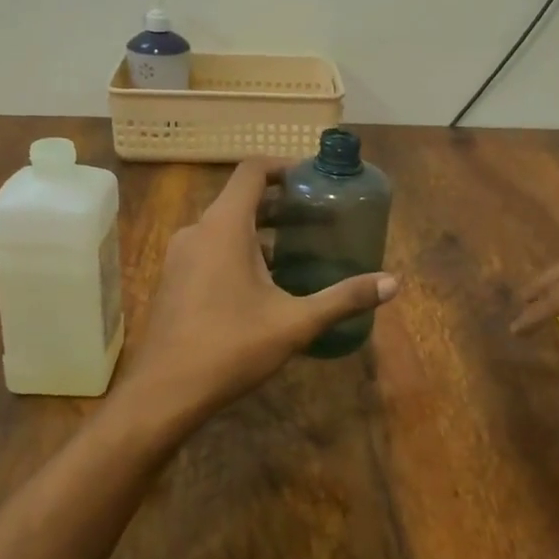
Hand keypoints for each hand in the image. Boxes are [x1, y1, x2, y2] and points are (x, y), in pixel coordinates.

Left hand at [112, 158, 397, 434]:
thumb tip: (393, 283)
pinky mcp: (174, 279)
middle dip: (279, 203)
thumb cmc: (231, 346)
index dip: (283, 167)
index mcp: (223, 226)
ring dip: (259, 230)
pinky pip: (209, 249)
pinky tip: (263, 283)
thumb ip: (343, 298)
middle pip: (240, 199)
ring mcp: (180, 255)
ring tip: (296, 248)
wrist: (164, 392)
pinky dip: (238, 250)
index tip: (313, 179)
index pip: (252, 171)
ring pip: (224, 226)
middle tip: (316, 217)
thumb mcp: (295, 322)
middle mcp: (197, 231)